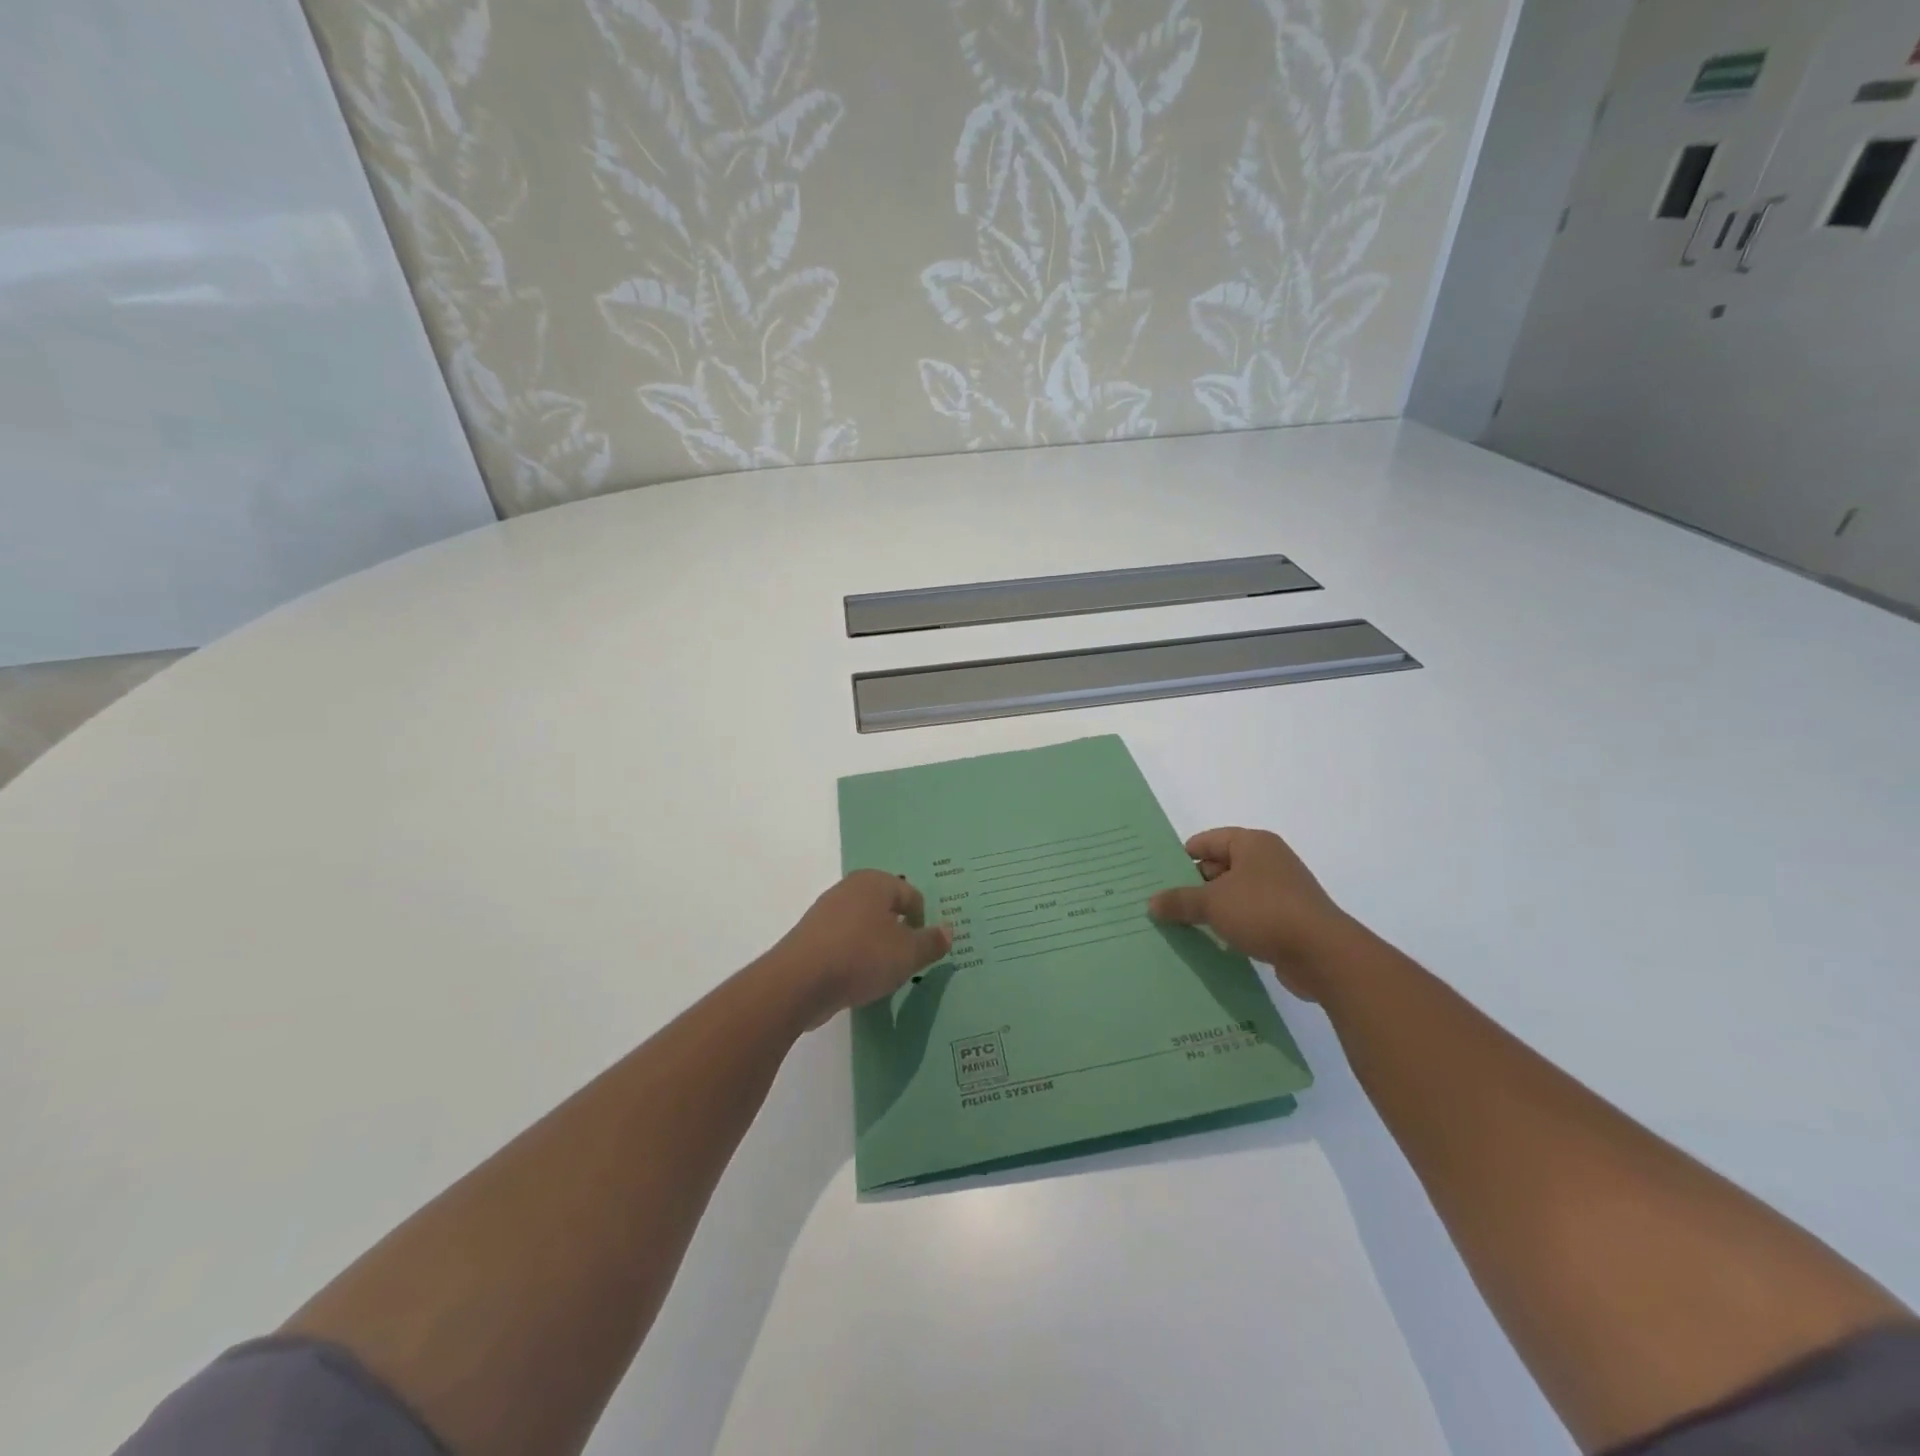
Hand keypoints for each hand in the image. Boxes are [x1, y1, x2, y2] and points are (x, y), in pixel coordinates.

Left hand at [769, 870, 952, 1027]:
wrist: (798, 982)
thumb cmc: (861, 957)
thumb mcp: (908, 954)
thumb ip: (931, 942)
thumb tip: (949, 930)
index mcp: (875, 882)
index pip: (911, 894)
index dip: (923, 921)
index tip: (925, 949)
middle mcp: (849, 889)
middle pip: (885, 907)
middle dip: (899, 932)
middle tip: (908, 960)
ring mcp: (826, 912)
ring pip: (864, 926)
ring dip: (876, 946)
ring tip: (883, 973)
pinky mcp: (810, 938)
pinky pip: (843, 943)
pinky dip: (854, 957)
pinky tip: (858, 979)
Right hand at [1148, 827, 1353, 1001]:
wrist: (1323, 954)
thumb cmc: (1264, 912)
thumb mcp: (1212, 903)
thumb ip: (1179, 901)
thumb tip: (1152, 902)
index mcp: (1252, 843)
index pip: (1206, 841)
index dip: (1180, 858)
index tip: (1157, 877)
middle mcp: (1268, 861)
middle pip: (1219, 867)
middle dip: (1193, 886)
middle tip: (1163, 905)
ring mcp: (1281, 891)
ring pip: (1234, 894)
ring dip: (1212, 909)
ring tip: (1180, 925)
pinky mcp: (1288, 920)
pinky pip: (1250, 916)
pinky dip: (1231, 925)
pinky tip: (1212, 941)